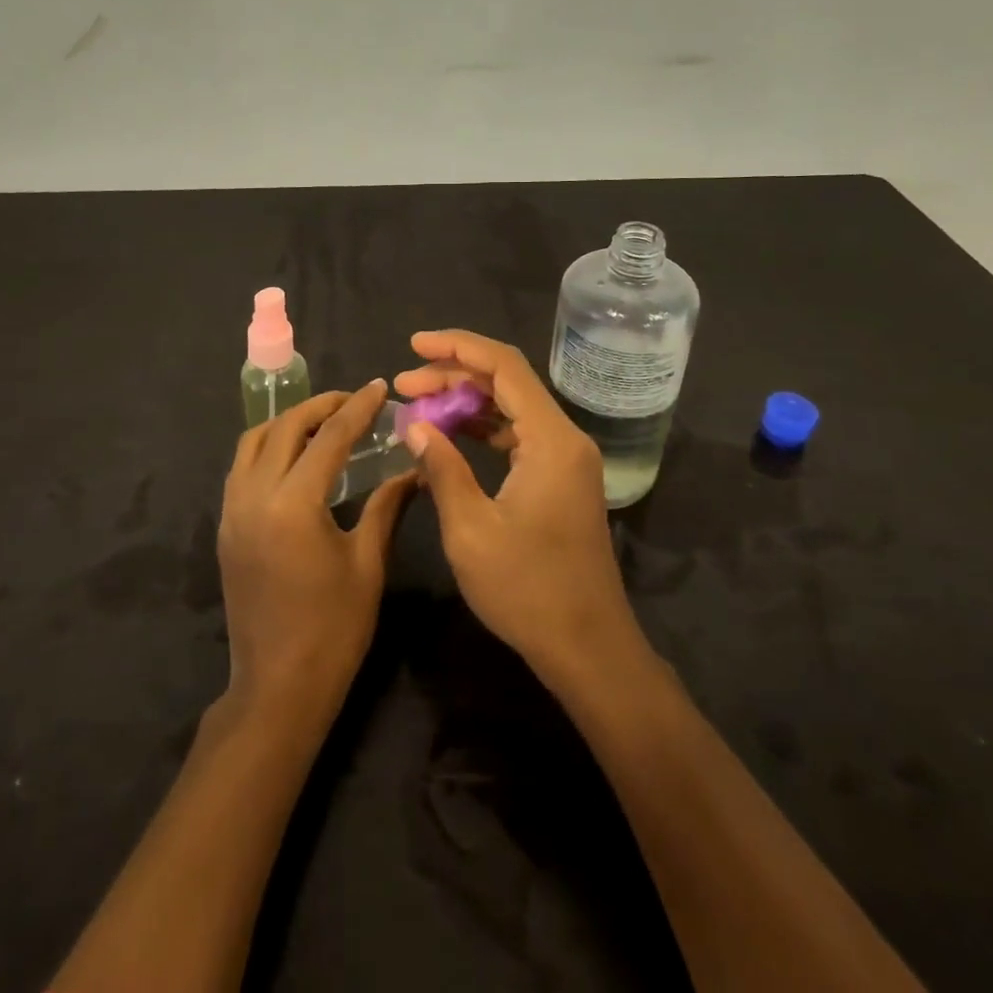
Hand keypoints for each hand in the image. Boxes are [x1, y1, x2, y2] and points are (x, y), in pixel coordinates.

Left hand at [218, 381, 415, 719]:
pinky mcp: (226, 528)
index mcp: (293, 505)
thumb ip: (386, 506)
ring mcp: (233, 511)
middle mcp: (254, 497)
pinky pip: (242, 467)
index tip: (379, 386)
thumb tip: (413, 467)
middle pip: (284, 428)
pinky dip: (268, 447)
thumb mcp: (367, 564)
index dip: (357, 408)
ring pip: (253, 442)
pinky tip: (295, 457)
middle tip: (354, 400)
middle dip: (320, 406)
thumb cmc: (333, 629)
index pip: (329, 438)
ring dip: (288, 422)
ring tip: (324, 422)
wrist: (277, 687)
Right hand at [395, 330, 644, 688]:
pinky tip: (448, 436)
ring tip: (417, 405)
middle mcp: (564, 438)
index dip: (457, 347)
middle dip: (453, 375)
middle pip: (507, 382)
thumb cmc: (528, 590)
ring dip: (466, 401)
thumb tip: (414, 424)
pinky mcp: (560, 480)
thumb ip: (442, 468)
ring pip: (511, 408)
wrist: (588, 648)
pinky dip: (482, 429)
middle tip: (404, 383)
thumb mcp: (471, 529)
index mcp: (551, 440)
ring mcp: (565, 460)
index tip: (414, 344)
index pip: (504, 366)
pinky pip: (518, 436)